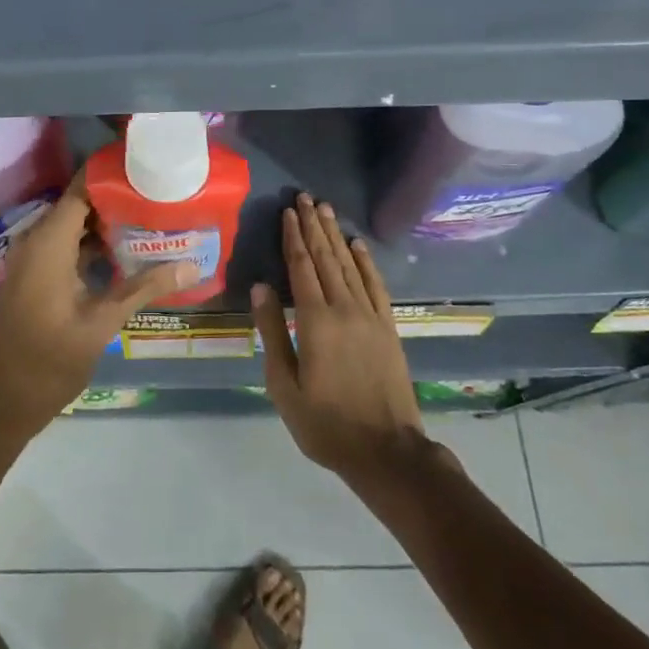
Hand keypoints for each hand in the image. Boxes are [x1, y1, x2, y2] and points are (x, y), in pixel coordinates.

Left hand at [0, 173, 192, 443]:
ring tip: (154, 219)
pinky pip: (67, 248)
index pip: (82, 189)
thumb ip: (144, 288)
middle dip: (119, 199)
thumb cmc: (47, 361)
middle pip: (81, 205)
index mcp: (48, 243)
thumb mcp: (101, 323)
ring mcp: (34, 261)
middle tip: (162, 195)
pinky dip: (94, 246)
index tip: (149, 166)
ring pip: (75, 228)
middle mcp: (37, 242)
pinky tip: (128, 254)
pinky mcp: (36, 279)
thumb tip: (191, 265)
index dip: (112, 175)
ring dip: (109, 225)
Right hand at [252, 194, 426, 485]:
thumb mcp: (284, 385)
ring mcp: (370, 316)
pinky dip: (366, 262)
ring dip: (336, 235)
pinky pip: (376, 285)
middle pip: (326, 258)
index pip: (301, 267)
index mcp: (315, 321)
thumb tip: (260, 287)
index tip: (287, 212)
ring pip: (350, 265)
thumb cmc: (325, 423)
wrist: (386, 451)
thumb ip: (272, 332)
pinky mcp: (388, 327)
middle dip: (313, 226)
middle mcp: (344, 308)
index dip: (293, 237)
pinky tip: (357, 245)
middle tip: (305, 197)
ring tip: (325, 209)